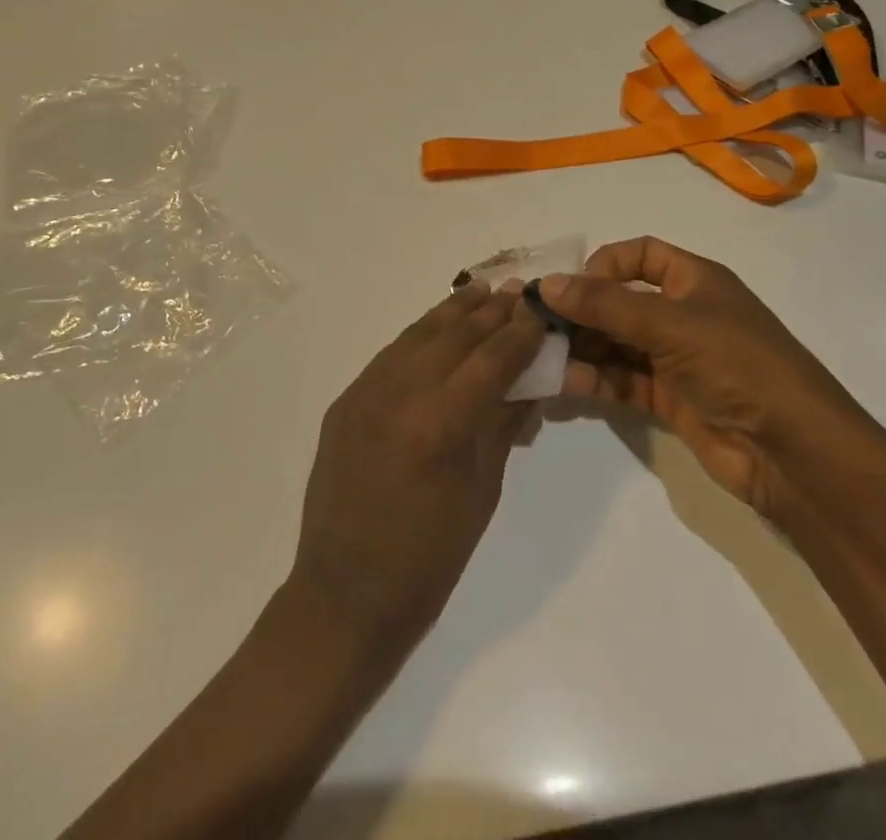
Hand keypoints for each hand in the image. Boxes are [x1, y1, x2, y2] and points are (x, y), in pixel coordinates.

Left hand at [288, 282, 545, 657]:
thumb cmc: (429, 560)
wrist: (345, 594)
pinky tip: (437, 328)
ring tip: (481, 292)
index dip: (521, 333)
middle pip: (454, 336)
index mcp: (440, 425)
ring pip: (418, 335)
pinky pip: (390, 355)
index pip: (491, 361)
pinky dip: (419, 336)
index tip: (541, 311)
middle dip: (490, 312)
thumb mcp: (481, 493)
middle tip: (517, 293)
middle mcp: (399, 394)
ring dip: (453, 313)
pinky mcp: (346, 400)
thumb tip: (531, 382)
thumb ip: (503, 426)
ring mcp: (365, 393)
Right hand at [542, 237, 862, 517]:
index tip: (573, 287)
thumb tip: (547, 283)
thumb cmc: (738, 365)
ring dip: (582, 348)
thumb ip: (605, 304)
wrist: (795, 453)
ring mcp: (676, 359)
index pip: (640, 254)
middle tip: (539, 325)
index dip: (604, 264)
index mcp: (695, 281)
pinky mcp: (670, 400)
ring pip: (617, 344)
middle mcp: (683, 314)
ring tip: (544, 357)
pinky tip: (564, 384)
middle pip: (621, 301)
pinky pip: (622, 381)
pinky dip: (594, 380)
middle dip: (582, 311)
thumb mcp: (670, 324)